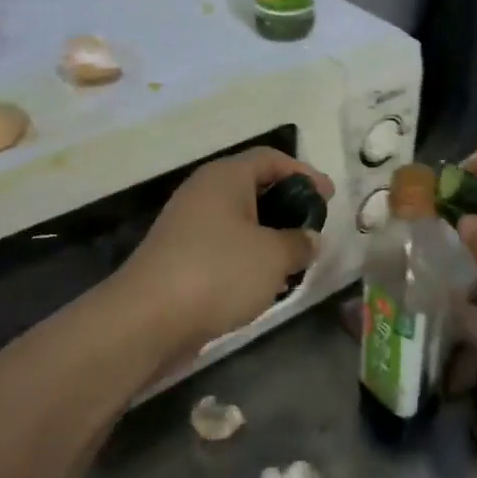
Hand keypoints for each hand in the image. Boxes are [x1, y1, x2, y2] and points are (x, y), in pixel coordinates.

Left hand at [117, 148, 334, 357]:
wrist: (147, 319)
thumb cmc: (218, 272)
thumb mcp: (274, 256)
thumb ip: (300, 242)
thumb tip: (308, 239)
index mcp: (225, 177)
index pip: (271, 159)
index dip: (304, 173)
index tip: (329, 197)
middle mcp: (203, 193)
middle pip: (253, 187)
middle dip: (287, 205)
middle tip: (313, 227)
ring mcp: (187, 226)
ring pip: (238, 220)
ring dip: (268, 235)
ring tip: (294, 259)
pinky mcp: (179, 257)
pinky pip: (223, 246)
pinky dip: (247, 257)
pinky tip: (263, 282)